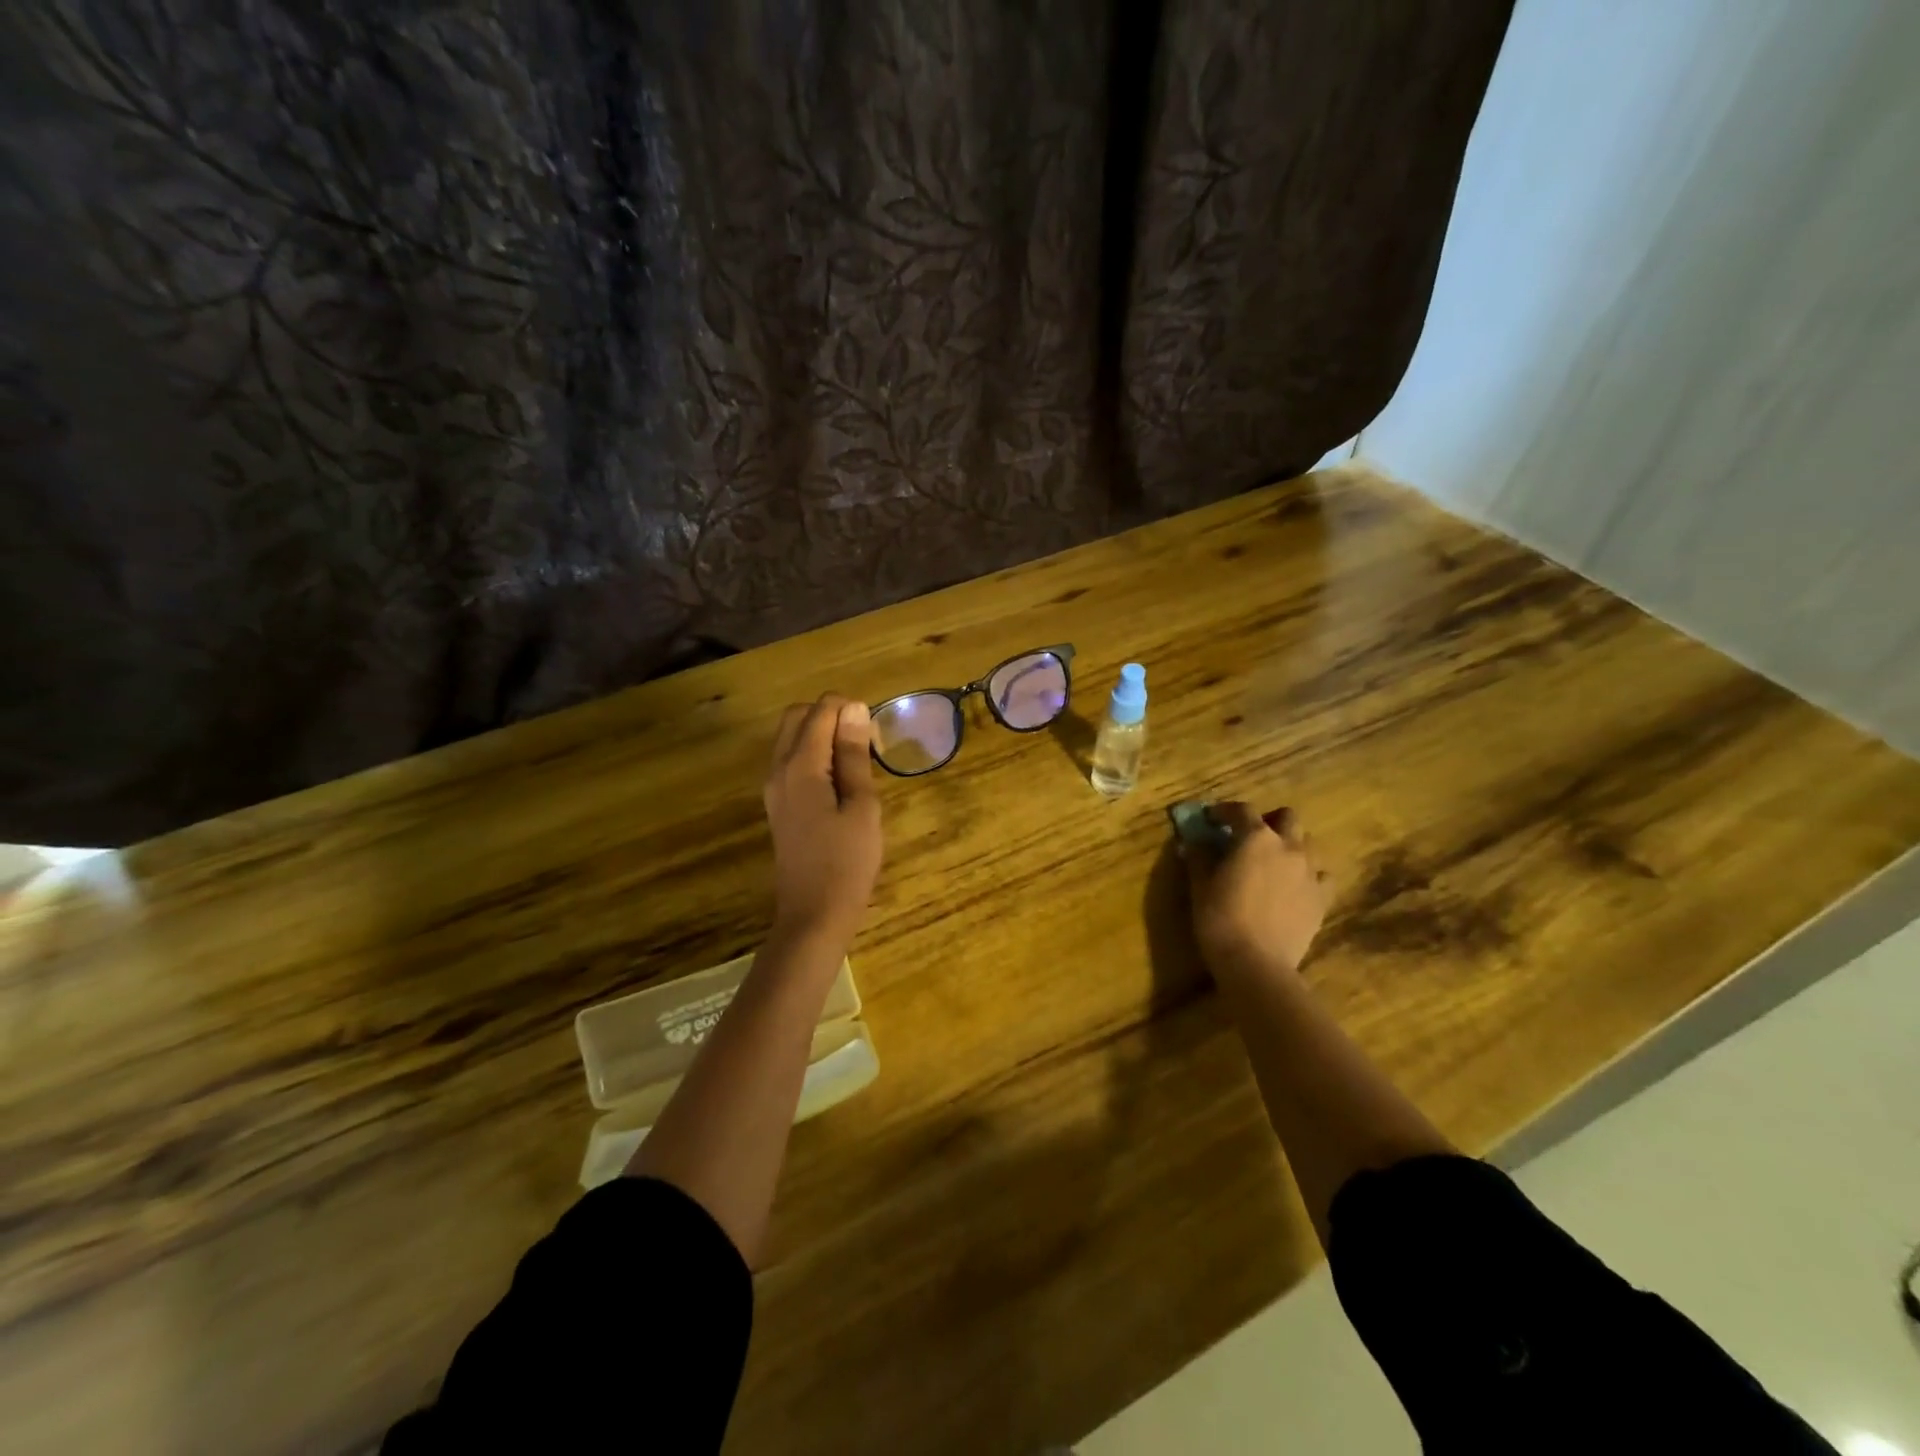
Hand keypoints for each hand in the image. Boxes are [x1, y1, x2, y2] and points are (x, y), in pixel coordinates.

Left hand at [763, 695, 883, 947]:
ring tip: (856, 761)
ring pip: (790, 738)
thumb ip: (854, 756)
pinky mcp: (778, 804)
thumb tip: (853, 709)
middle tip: (865, 741)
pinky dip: (813, 755)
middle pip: (796, 716)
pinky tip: (839, 781)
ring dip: (821, 734)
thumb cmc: (847, 862)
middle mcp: (778, 769)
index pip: (820, 711)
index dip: (849, 710)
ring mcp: (774, 788)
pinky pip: (790, 761)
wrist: (814, 915)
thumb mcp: (862, 806)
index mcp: (800, 766)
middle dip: (831, 715)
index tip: (875, 735)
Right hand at [1185, 802, 1328, 981]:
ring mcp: (1310, 872)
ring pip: (1308, 843)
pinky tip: (1296, 885)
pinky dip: (1310, 873)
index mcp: (1256, 838)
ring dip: (1291, 844)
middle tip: (1250, 836)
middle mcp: (1289, 847)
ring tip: (1274, 860)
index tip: (1211, 818)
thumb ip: (1199, 856)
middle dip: (1268, 820)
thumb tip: (1195, 842)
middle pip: (1287, 817)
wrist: (1256, 963)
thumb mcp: (1200, 885)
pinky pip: (1322, 875)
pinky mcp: (1322, 898)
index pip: (1241, 810)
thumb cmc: (1220, 918)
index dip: (1224, 810)